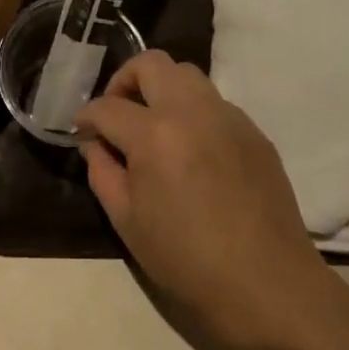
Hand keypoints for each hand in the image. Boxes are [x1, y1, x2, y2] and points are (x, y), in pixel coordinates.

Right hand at [77, 52, 335, 349]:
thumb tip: (95, 143)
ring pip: (187, 74)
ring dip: (162, 88)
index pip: (108, 106)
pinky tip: (192, 149)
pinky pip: (215, 102)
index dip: (87, 117)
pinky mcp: (254, 131)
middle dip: (124, 80)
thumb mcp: (127, 222)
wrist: (267, 286)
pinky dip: (193, 111)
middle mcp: (193, 111)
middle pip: (151, 63)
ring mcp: (229, 116)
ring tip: (154, 125)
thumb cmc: (187, 262)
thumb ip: (102, 171)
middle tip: (117, 113)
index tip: (81, 130)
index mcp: (155, 135)